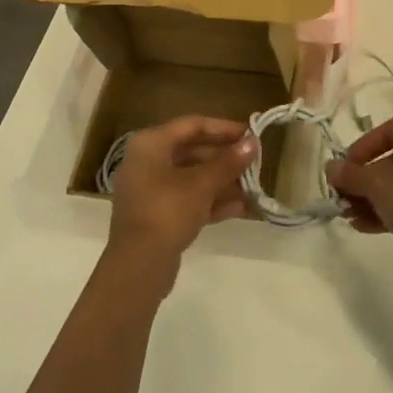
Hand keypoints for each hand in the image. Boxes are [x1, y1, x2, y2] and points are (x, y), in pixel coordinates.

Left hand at [107, 116, 257, 270]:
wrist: (138, 266)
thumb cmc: (167, 211)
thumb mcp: (202, 184)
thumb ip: (228, 162)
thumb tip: (253, 142)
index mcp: (151, 144)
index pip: (192, 125)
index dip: (223, 128)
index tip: (250, 133)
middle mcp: (147, 161)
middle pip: (192, 151)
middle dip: (225, 158)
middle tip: (254, 162)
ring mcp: (150, 190)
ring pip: (192, 178)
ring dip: (222, 181)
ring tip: (253, 186)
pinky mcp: (157, 216)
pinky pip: (188, 200)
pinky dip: (211, 201)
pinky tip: (241, 207)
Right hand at [325, 118, 392, 285]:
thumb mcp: (378, 184)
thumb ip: (351, 174)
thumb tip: (331, 167)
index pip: (388, 129)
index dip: (362, 145)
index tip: (345, 167)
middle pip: (392, 159)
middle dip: (364, 178)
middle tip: (343, 194)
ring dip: (372, 198)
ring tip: (348, 214)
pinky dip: (388, 212)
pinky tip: (364, 227)